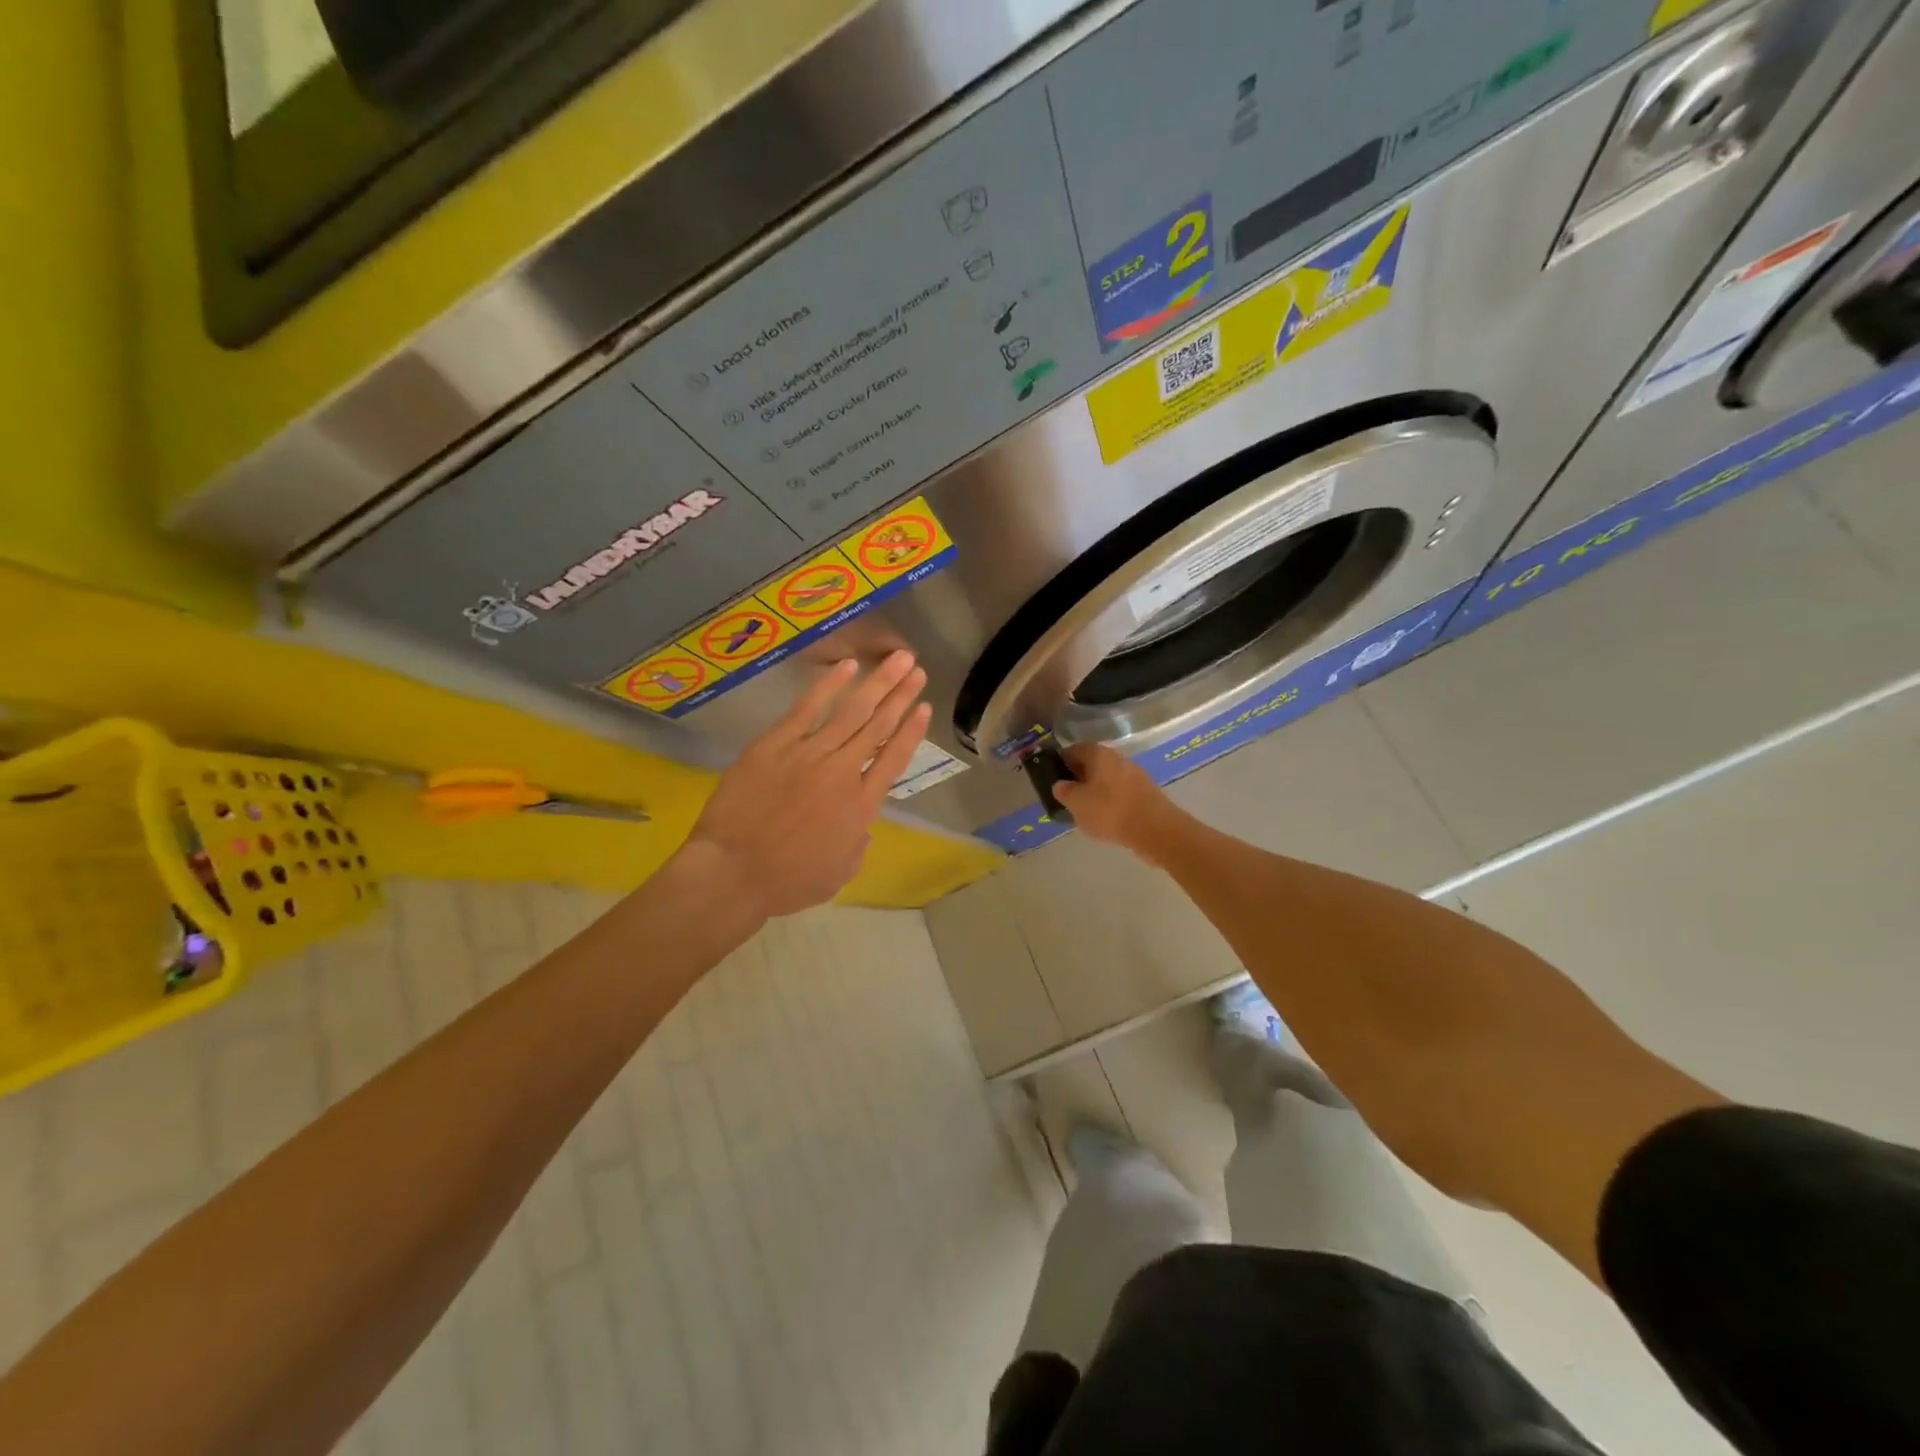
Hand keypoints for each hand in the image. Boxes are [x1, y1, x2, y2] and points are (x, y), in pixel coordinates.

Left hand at [684, 651, 930, 919]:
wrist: (732, 872)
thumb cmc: (786, 882)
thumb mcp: (838, 874)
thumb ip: (857, 846)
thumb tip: (861, 828)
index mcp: (861, 805)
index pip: (894, 758)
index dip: (912, 730)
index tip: (924, 707)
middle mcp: (843, 772)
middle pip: (878, 725)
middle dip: (901, 694)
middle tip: (916, 669)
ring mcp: (809, 753)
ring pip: (851, 711)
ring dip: (877, 683)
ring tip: (898, 659)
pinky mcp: (776, 743)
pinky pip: (807, 707)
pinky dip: (829, 685)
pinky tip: (847, 666)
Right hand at [1054, 743, 1181, 862]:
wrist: (1155, 829)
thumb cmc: (1110, 811)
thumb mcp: (1076, 803)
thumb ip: (1063, 791)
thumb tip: (1061, 784)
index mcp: (1099, 754)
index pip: (1073, 750)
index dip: (1060, 763)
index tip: (1052, 780)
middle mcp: (1118, 758)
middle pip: (1091, 764)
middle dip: (1078, 779)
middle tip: (1067, 798)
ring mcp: (1134, 774)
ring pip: (1106, 779)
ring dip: (1094, 792)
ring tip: (1085, 812)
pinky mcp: (1145, 792)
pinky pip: (1120, 792)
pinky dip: (1110, 802)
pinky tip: (1106, 819)